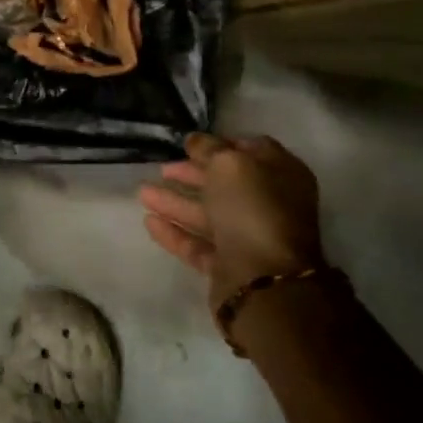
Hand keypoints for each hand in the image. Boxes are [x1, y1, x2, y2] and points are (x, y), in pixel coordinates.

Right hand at [139, 134, 324, 315]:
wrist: (265, 281)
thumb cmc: (253, 210)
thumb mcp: (229, 164)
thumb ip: (209, 148)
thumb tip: (195, 140)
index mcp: (281, 175)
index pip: (250, 150)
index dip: (220, 144)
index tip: (189, 144)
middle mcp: (269, 205)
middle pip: (225, 184)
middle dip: (191, 174)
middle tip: (161, 168)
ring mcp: (249, 238)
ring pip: (207, 214)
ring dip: (175, 202)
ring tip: (141, 193)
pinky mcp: (229, 266)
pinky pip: (198, 244)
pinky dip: (175, 232)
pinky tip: (149, 222)